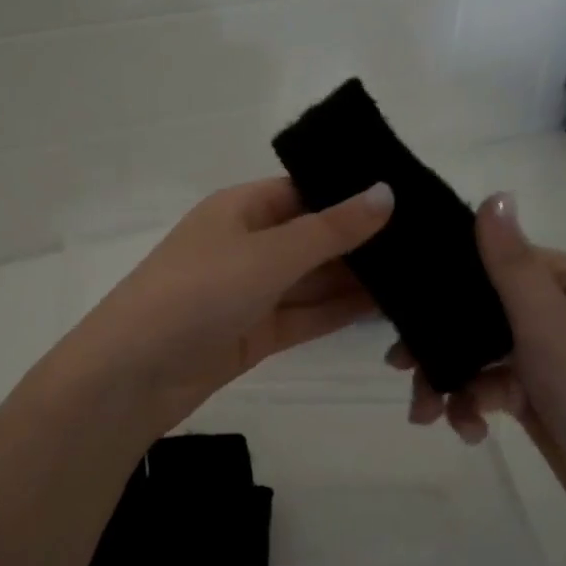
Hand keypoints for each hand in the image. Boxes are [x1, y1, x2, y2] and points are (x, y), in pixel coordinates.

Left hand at [56, 177, 394, 437]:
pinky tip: (388, 308)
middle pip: (314, 236)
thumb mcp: (268, 254)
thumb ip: (331, 229)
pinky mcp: (256, 333)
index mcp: (241, 208)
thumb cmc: (197, 293)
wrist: (134, 374)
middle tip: (432, 243)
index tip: (411, 197)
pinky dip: (340, 311)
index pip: (306, 190)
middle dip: (364, 241)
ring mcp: (252, 291)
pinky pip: (307, 314)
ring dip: (358, 280)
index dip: (353, 193)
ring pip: (314, 279)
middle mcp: (248, 244)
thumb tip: (387, 192)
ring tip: (423, 274)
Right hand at [389, 194, 565, 537]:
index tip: (401, 306)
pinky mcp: (530, 392)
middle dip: (435, 343)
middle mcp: (551, 310)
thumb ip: (511, 265)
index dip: (444, 282)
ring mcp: (539, 354)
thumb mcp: (549, 325)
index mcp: (564, 282)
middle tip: (399, 367)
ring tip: (426, 415)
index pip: (491, 261)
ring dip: (446, 383)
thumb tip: (493, 195)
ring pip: (472, 354)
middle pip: (474, 312)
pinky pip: (484, 387)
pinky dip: (469, 407)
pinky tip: (468, 432)